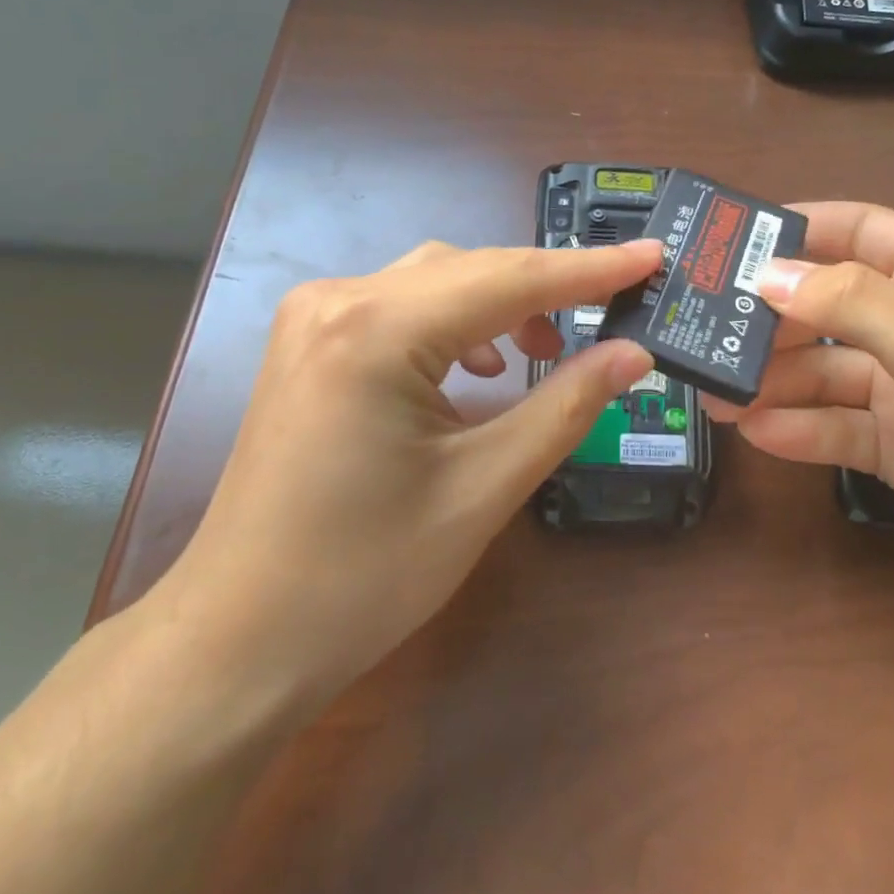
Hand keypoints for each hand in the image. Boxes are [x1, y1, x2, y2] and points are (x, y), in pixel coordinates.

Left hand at [149, 239, 660, 706]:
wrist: (239, 638)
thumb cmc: (365, 575)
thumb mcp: (484, 487)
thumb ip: (567, 406)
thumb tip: (634, 353)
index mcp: (376, 330)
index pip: (509, 279)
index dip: (591, 268)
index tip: (654, 256)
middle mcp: (338, 300)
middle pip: (471, 270)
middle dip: (548, 287)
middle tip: (616, 309)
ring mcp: (314, 317)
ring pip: (437, 282)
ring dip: (501, 304)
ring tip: (545, 349)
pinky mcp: (310, 342)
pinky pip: (401, 306)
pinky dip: (455, 321)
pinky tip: (477, 366)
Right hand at [704, 202, 893, 624]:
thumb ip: (853, 304)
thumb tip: (766, 277)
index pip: (855, 229)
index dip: (794, 230)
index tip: (726, 244)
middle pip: (824, 304)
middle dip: (768, 317)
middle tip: (703, 329)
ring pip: (820, 370)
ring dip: (770, 379)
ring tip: (714, 392)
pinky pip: (832, 427)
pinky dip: (796, 428)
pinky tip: (757, 431)